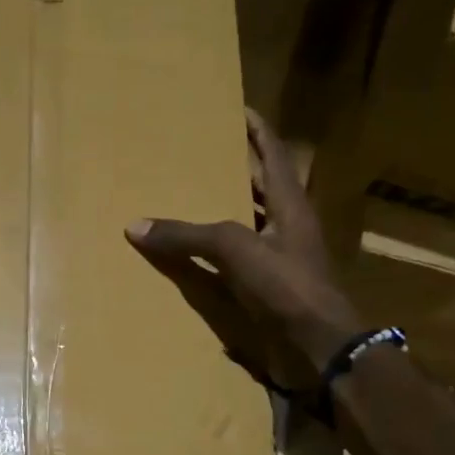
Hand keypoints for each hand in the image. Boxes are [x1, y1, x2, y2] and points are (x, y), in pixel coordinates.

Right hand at [126, 108, 363, 398]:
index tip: (239, 107)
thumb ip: (188, 236)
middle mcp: (286, 226)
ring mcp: (279, 259)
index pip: (274, 155)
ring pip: (246, 225)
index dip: (258, 130)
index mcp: (290, 205)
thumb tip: (136, 226)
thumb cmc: (287, 287)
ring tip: (188, 198)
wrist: (319, 347)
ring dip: (221, 212)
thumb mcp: (236, 250)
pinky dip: (213, 255)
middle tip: (200, 153)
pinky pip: (235, 261)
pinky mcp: (268, 289)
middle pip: (260, 187)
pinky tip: (191, 256)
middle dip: (235, 168)